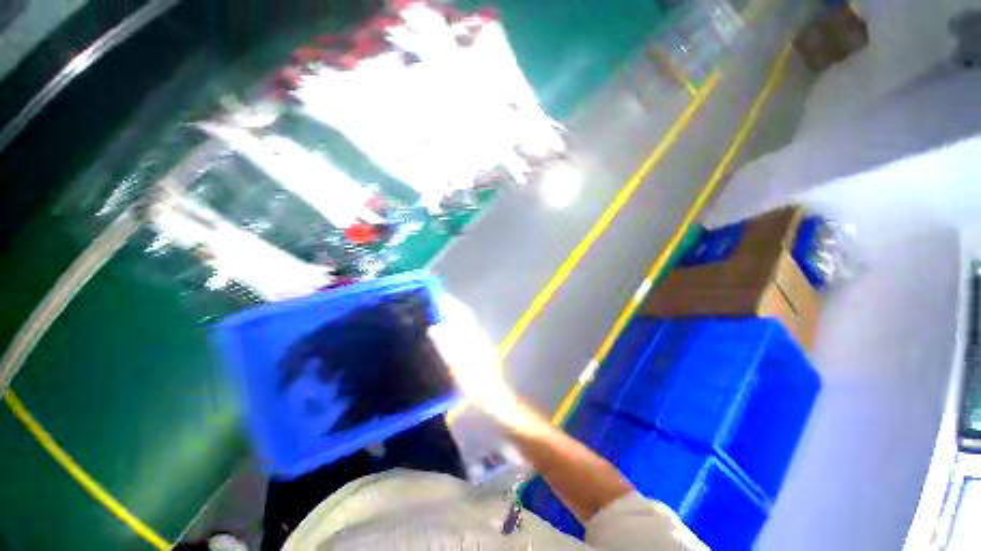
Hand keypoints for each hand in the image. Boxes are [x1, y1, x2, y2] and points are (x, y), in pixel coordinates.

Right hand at [428, 294, 524, 428]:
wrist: (498, 406)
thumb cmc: (480, 388)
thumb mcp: (462, 369)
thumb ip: (449, 347)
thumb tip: (435, 326)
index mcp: (476, 338)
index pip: (463, 314)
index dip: (450, 303)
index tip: (436, 293)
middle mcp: (480, 338)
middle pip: (464, 318)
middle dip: (450, 308)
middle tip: (431, 303)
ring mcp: (480, 347)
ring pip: (464, 326)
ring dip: (451, 318)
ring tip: (433, 315)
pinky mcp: (478, 356)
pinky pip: (463, 336)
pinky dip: (453, 331)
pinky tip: (444, 336)